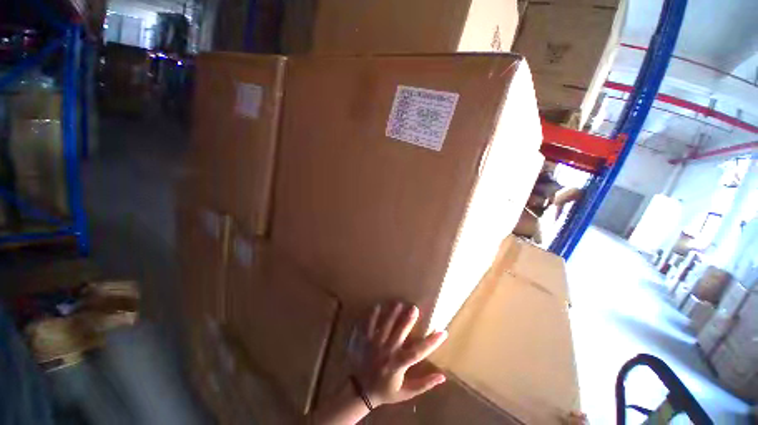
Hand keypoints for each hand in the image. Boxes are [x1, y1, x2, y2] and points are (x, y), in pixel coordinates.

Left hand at [353, 302, 447, 406]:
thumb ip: (424, 384)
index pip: (418, 352)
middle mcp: (387, 352)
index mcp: (398, 365)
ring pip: (385, 327)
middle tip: (414, 308)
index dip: (432, 342)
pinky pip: (368, 326)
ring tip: (398, 303)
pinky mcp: (365, 341)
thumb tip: (443, 377)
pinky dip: (372, 316)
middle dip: (408, 320)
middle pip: (399, 333)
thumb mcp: (406, 393)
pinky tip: (377, 306)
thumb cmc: (386, 391)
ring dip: (392, 315)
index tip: (443, 332)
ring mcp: (375, 345)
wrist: (361, 391)